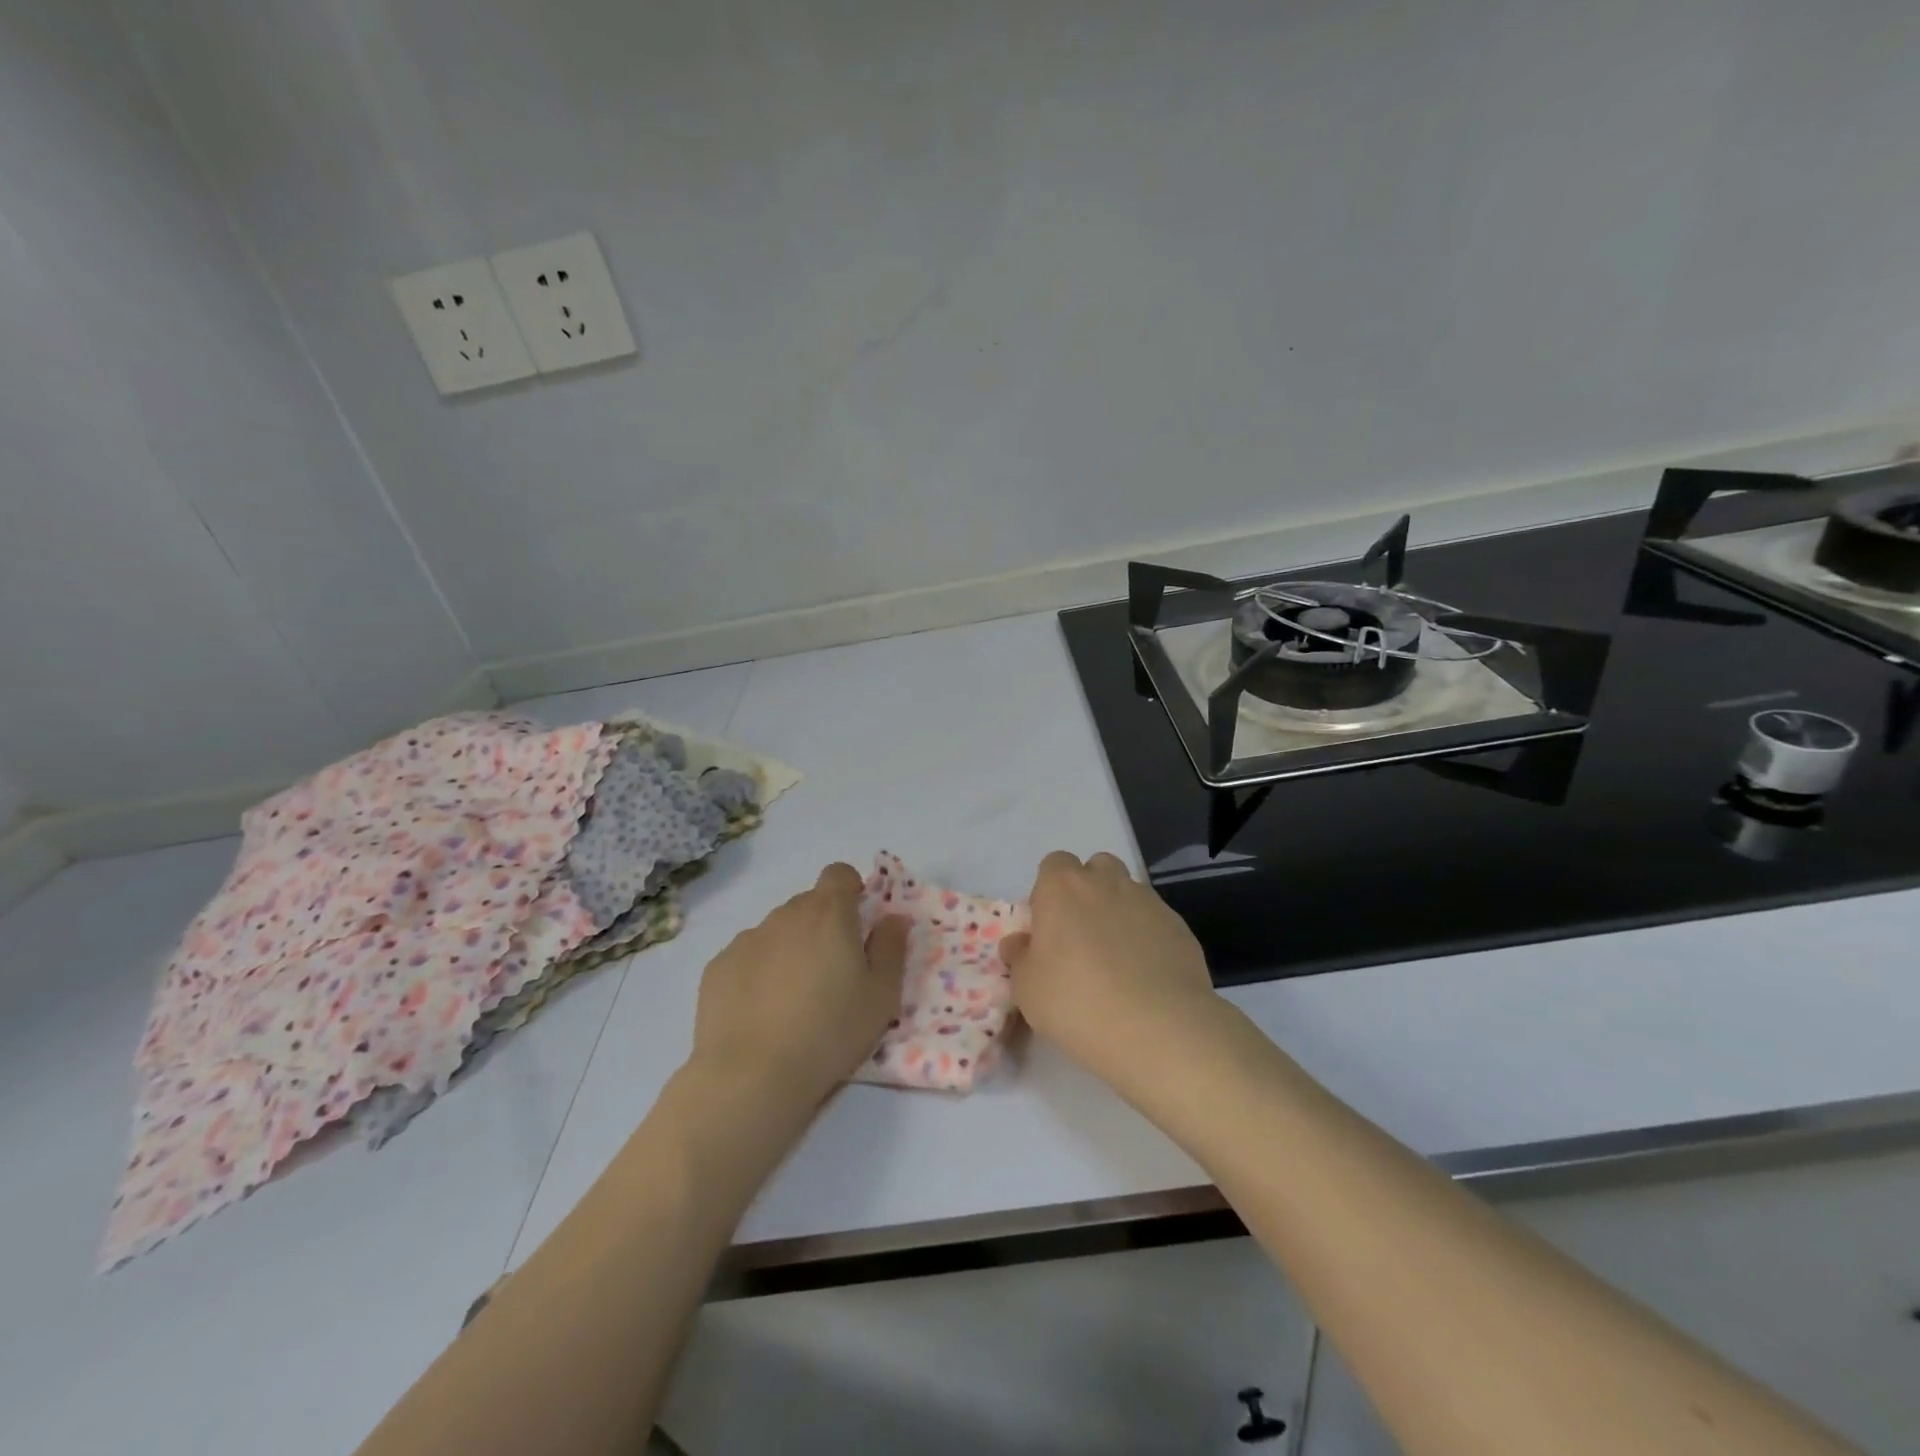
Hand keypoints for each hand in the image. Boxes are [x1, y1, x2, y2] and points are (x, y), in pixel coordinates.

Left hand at [690, 863, 908, 1103]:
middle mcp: (784, 915)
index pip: (839, 874)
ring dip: (790, 949)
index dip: (850, 890)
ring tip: (794, 999)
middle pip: (808, 904)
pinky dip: (758, 972)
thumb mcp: (881, 996)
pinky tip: (761, 1012)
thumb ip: (891, 948)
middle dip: (822, 926)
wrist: (751, 1075)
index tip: (857, 921)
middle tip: (832, 971)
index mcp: (828, 914)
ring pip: (776, 931)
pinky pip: (747, 957)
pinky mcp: (717, 967)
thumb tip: (893, 918)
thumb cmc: (829, 1032)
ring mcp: (746, 939)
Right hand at [1000, 851, 1217, 1081]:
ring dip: (1119, 913)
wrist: (1157, 1028)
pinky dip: (1148, 938)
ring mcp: (1148, 902)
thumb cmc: (1076, 1001)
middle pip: (1096, 868)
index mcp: (1063, 888)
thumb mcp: (1027, 988)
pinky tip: (1146, 976)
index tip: (1048, 926)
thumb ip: (1020, 958)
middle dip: (1088, 891)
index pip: (1054, 864)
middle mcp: (1106, 883)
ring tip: (1116, 958)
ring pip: (1129, 892)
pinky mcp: (1179, 927)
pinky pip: (1156, 922)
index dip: (1048, 890)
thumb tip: (1019, 943)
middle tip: (1081, 936)